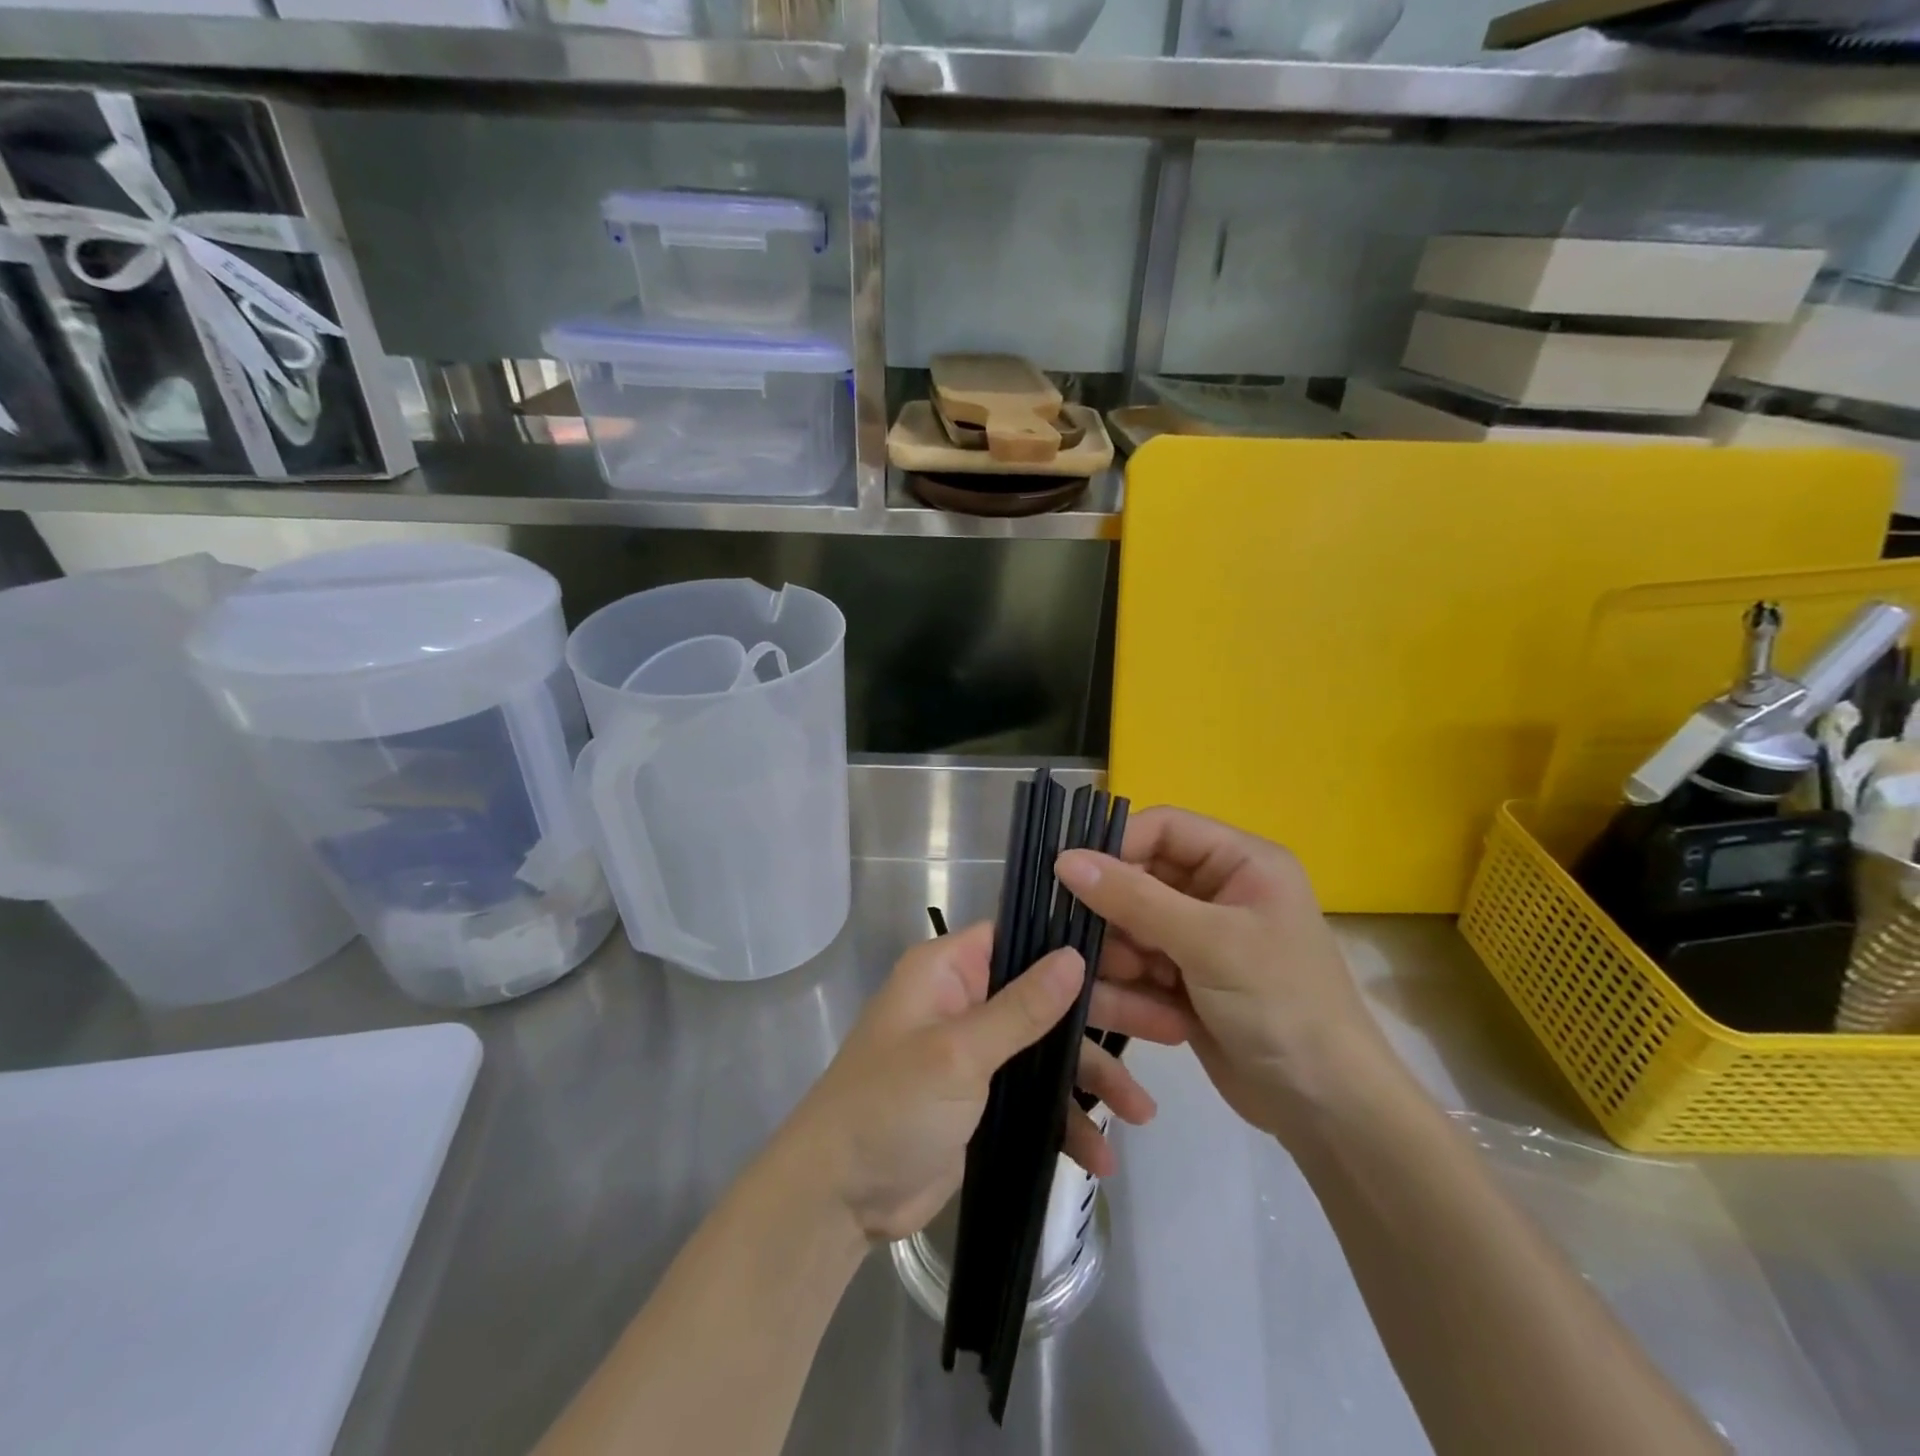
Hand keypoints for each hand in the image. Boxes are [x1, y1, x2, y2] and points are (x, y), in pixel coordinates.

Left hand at [780, 922, 1188, 1243]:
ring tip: (1144, 1114)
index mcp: (949, 969)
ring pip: (1049, 1049)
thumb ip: (1021, 1008)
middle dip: (1103, 1018)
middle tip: (1171, 1029)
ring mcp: (977, 1052)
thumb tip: (1074, 955)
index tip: (1136, 955)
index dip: (1076, 942)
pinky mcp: (984, 1099)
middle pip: (1047, 995)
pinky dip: (1065, 1121)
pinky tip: (1099, 1157)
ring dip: (1094, 1079)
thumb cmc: (890, 1105)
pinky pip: (1036, 1096)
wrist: (839, 1197)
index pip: (1022, 936)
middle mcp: (966, 1000)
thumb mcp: (958, 1053)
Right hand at [1057, 808, 1403, 1147]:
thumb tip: (1064, 859)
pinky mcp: (1186, 980)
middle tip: (1086, 943)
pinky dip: (1132, 989)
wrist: (1327, 1110)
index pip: (1164, 828)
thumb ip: (1134, 898)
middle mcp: (1219, 891)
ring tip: (1129, 989)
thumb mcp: (1208, 943)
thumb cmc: (1280, 1005)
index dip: (1116, 845)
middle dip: (1114, 913)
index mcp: (1241, 862)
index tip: (1069, 874)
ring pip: (1131, 926)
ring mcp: (1200, 938)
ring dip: (1121, 957)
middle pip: (1140, 878)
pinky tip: (1148, 1018)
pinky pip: (1138, 966)